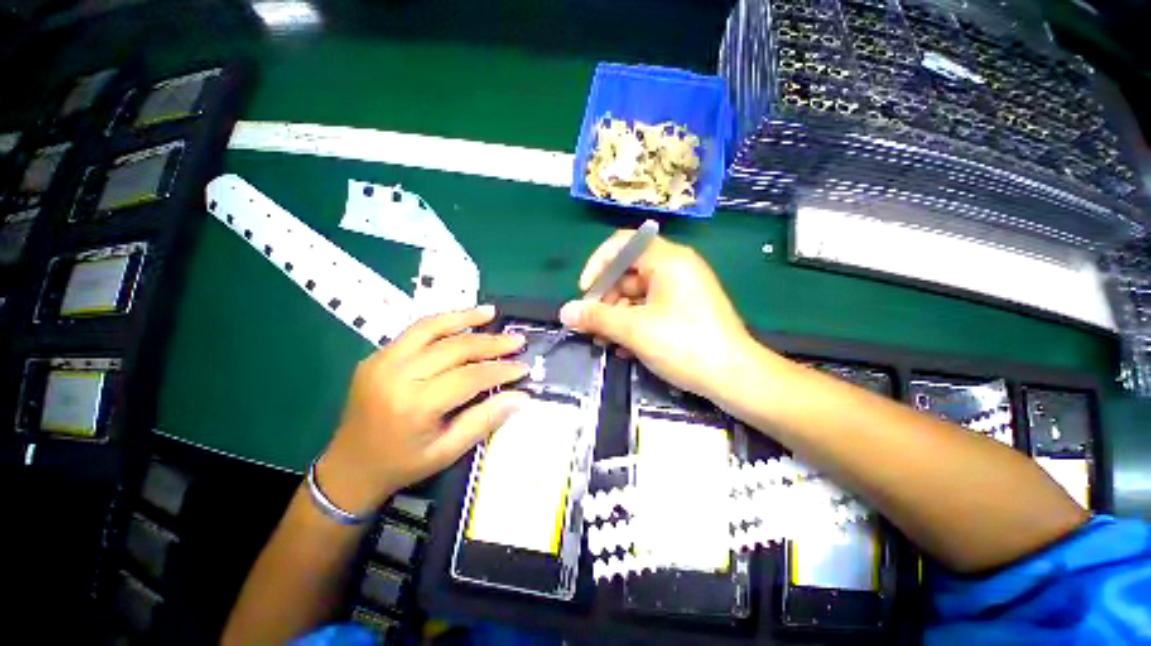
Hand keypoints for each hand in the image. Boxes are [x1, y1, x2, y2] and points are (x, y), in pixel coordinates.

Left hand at [317, 306, 529, 515]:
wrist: (348, 468)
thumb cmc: (402, 464)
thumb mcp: (448, 451)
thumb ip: (485, 419)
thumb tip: (521, 397)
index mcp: (415, 405)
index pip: (470, 376)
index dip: (501, 370)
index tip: (523, 367)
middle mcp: (397, 375)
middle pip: (454, 348)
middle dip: (491, 343)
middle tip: (517, 340)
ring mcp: (382, 361)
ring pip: (432, 328)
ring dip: (465, 318)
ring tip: (491, 313)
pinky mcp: (376, 355)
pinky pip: (415, 331)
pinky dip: (442, 321)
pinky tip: (462, 318)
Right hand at [559, 230, 757, 401]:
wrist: (735, 378)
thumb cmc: (684, 344)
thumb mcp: (634, 330)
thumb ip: (597, 317)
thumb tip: (564, 312)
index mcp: (667, 260)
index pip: (622, 244)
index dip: (597, 264)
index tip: (585, 292)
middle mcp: (675, 268)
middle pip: (627, 272)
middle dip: (605, 299)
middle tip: (591, 325)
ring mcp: (680, 290)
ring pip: (636, 294)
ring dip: (616, 316)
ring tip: (604, 341)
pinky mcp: (683, 309)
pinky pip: (649, 308)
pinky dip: (633, 323)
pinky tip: (624, 348)